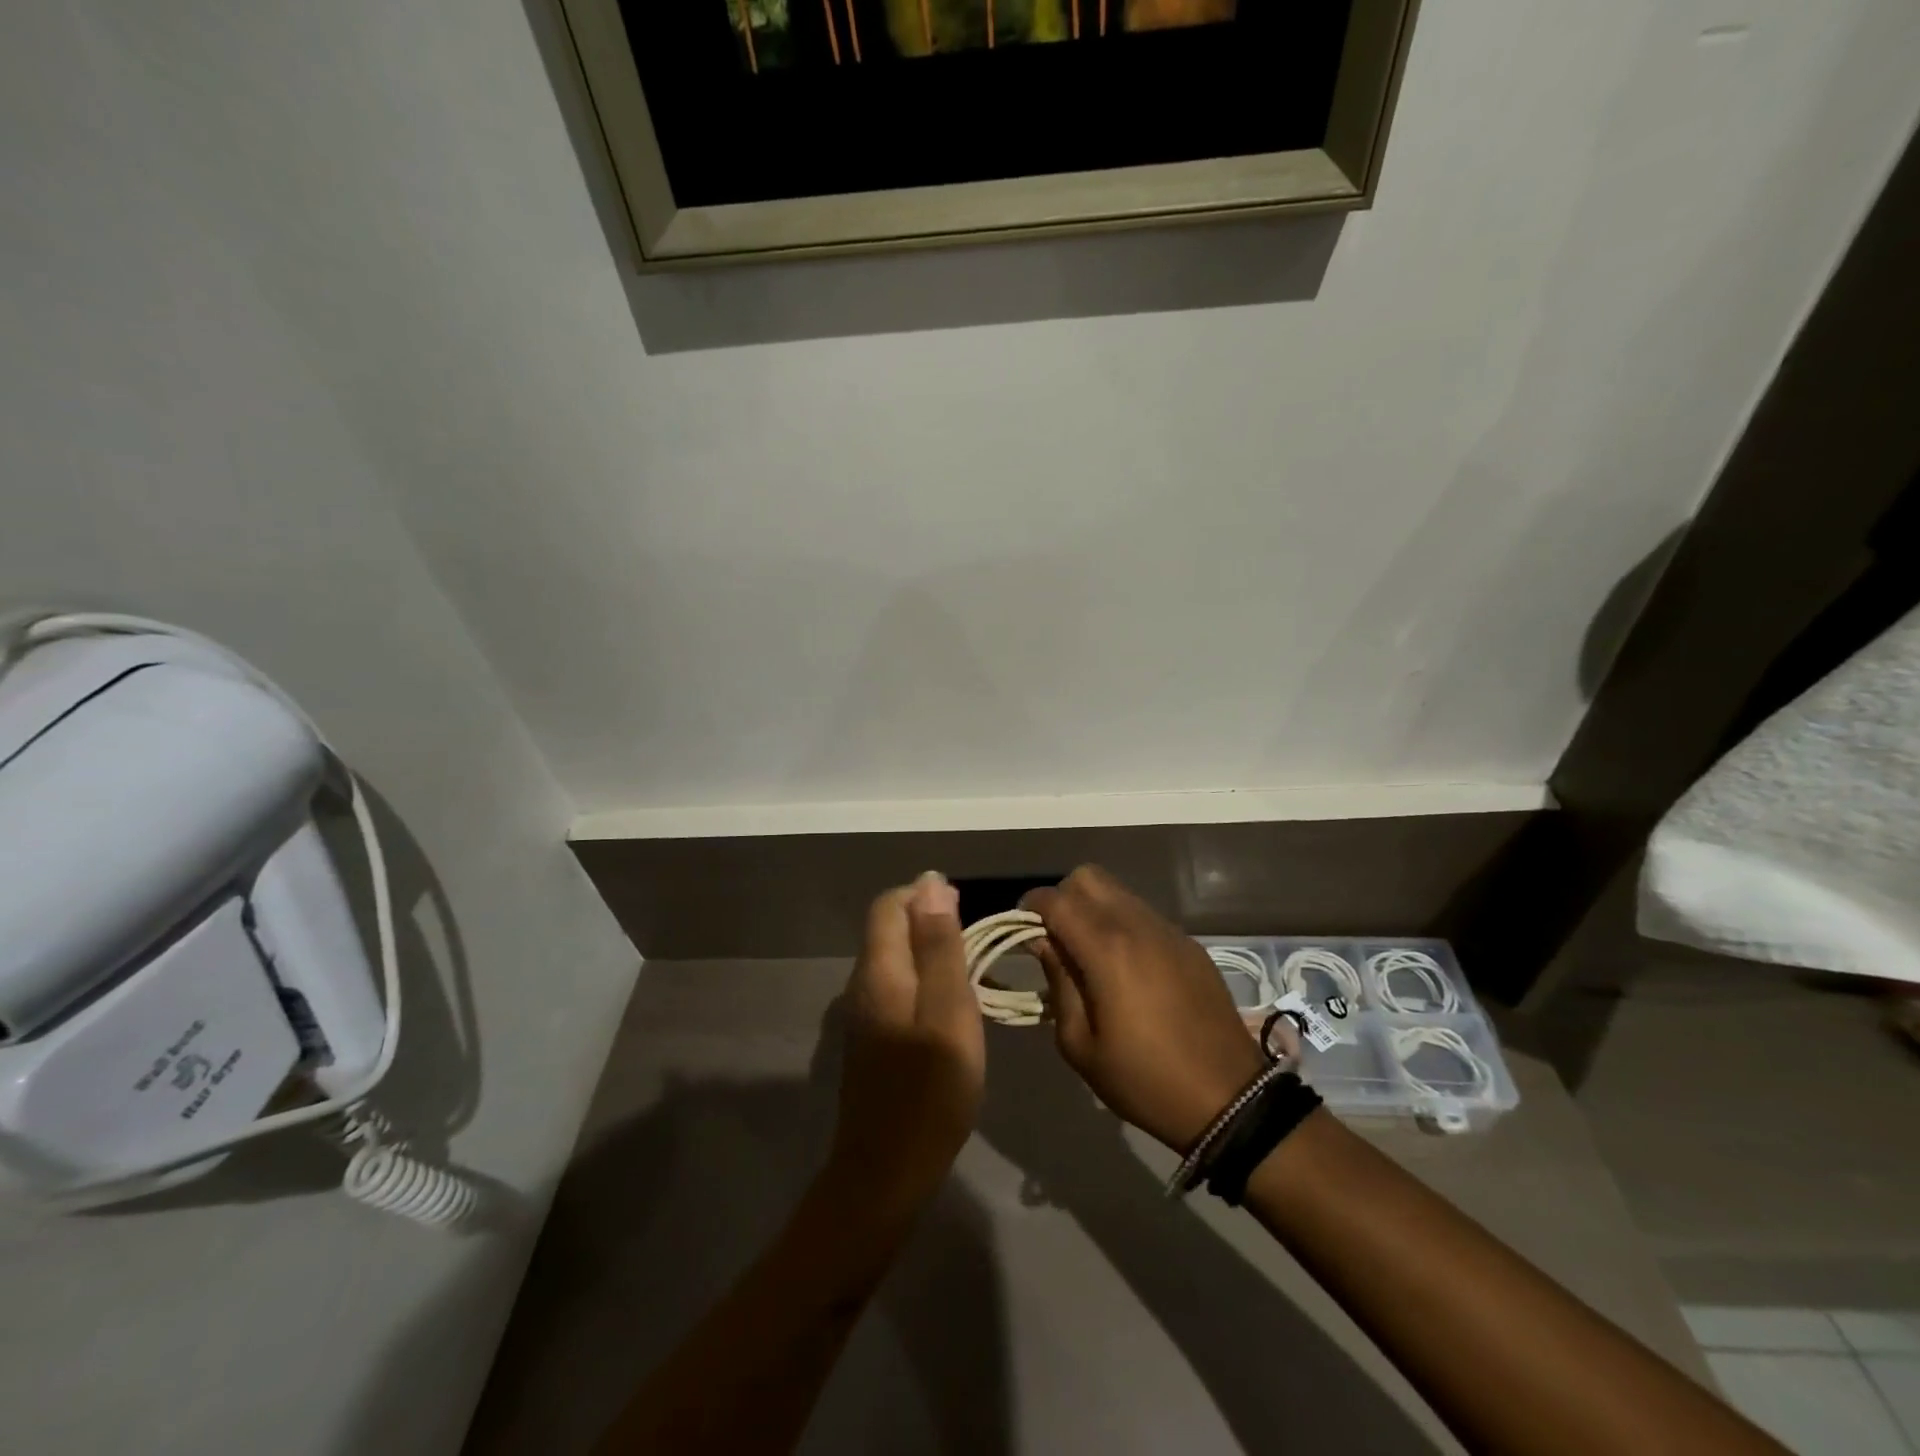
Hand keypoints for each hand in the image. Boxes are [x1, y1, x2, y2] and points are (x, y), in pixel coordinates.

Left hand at [822, 873, 983, 1224]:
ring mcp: (864, 1013)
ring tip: (971, 978)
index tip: (968, 916)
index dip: (926, 896)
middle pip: (890, 928)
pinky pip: (897, 987)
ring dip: (931, 954)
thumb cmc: (930, 1089)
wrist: (887, 1171)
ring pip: (895, 959)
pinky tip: (950, 1011)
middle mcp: (863, 982)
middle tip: (977, 951)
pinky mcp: (872, 1039)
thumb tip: (931, 882)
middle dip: (932, 924)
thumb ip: (939, 945)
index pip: (890, 903)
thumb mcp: (948, 1009)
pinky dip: (924, 983)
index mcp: (879, 969)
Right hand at [1024, 866, 1265, 1154]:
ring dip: (1093, 909)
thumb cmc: (1144, 1080)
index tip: (1020, 930)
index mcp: (1106, 949)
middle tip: (1055, 938)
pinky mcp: (1188, 944)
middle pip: (1088, 877)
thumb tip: (1044, 943)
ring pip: (1118, 892)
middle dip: (1062, 898)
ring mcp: (1168, 931)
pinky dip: (1122, 924)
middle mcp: (1136, 925)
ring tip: (1089, 953)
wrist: (1229, 1099)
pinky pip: (1144, 914)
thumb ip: (1058, 983)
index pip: (1055, 900)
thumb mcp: (1080, 1045)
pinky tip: (1125, 967)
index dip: (1029, 907)